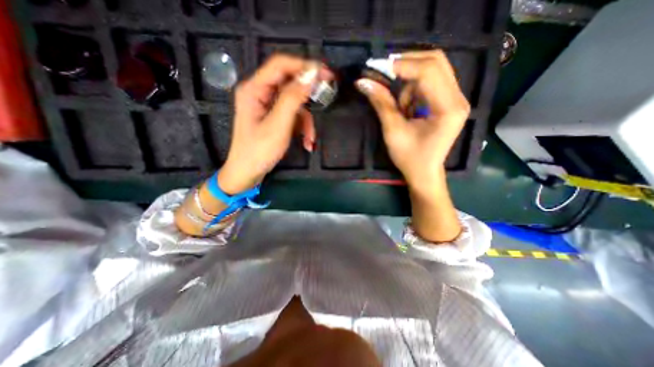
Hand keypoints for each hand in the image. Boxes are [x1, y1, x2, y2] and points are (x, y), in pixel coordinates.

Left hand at [218, 54, 329, 194]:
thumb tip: (310, 75)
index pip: (280, 65)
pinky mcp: (273, 118)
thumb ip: (293, 99)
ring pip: (294, 103)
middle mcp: (260, 93)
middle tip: (326, 95)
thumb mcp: (278, 125)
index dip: (304, 65)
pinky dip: (302, 128)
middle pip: (289, 84)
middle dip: (308, 95)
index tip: (325, 72)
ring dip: (307, 121)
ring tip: (310, 139)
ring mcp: (267, 106)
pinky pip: (293, 116)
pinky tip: (307, 143)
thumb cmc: (259, 151)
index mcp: (254, 89)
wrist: (248, 173)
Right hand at [352, 50, 470, 193]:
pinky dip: (414, 88)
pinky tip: (407, 106)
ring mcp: (455, 98)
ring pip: (433, 69)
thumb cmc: (409, 157)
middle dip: (406, 64)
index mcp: (447, 108)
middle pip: (435, 62)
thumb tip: (363, 81)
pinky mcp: (448, 101)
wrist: (424, 172)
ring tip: (399, 105)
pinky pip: (431, 81)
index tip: (378, 68)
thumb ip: (381, 103)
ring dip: (409, 80)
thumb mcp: (393, 131)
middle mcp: (457, 98)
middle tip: (384, 74)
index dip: (402, 65)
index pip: (429, 71)